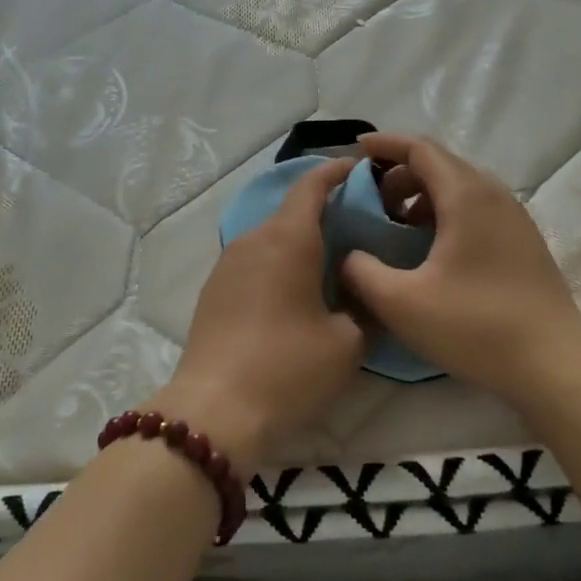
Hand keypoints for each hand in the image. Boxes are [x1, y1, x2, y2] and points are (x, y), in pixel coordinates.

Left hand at [149, 157, 364, 474]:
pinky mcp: (215, 289)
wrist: (215, 411)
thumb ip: (365, 305)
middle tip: (361, 227)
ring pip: (272, 236)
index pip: (312, 185)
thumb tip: (366, 290)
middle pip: (292, 210)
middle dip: (326, 210)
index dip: (338, 171)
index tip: (363, 169)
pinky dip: (280, 261)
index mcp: (288, 238)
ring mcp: (228, 263)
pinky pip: (255, 260)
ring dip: (301, 240)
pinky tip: (296, 291)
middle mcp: (254, 239)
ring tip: (332, 261)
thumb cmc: (288, 368)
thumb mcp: (347, 342)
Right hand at [340, 134, 580, 403]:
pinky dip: (445, 212)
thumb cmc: (475, 325)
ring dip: (423, 195)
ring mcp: (514, 217)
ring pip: (460, 186)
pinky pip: (476, 207)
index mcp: (465, 195)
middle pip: (440, 164)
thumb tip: (348, 255)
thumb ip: (361, 271)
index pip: (420, 149)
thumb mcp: (401, 302)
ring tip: (397, 226)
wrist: (554, 364)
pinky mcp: (523, 241)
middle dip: (400, 173)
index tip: (356, 150)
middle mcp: (493, 194)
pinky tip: (431, 249)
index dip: (385, 145)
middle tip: (371, 200)